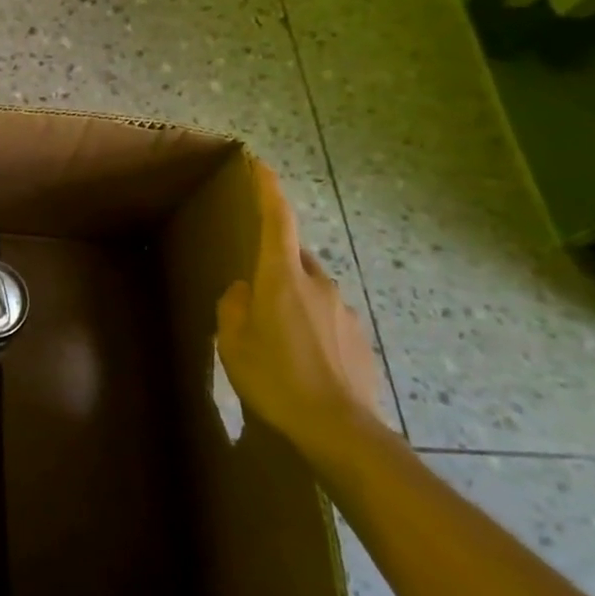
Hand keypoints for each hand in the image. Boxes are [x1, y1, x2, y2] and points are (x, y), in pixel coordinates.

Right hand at [215, 160, 382, 463]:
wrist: (340, 431)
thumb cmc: (276, 379)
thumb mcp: (234, 343)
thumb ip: (234, 307)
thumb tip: (244, 291)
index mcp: (282, 278)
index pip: (277, 220)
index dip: (268, 190)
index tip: (261, 164)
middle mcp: (318, 284)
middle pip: (293, 258)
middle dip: (274, 264)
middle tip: (253, 292)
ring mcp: (344, 310)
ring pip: (310, 291)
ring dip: (291, 301)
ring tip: (275, 338)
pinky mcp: (360, 338)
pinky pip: (326, 318)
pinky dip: (310, 327)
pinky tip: (300, 360)